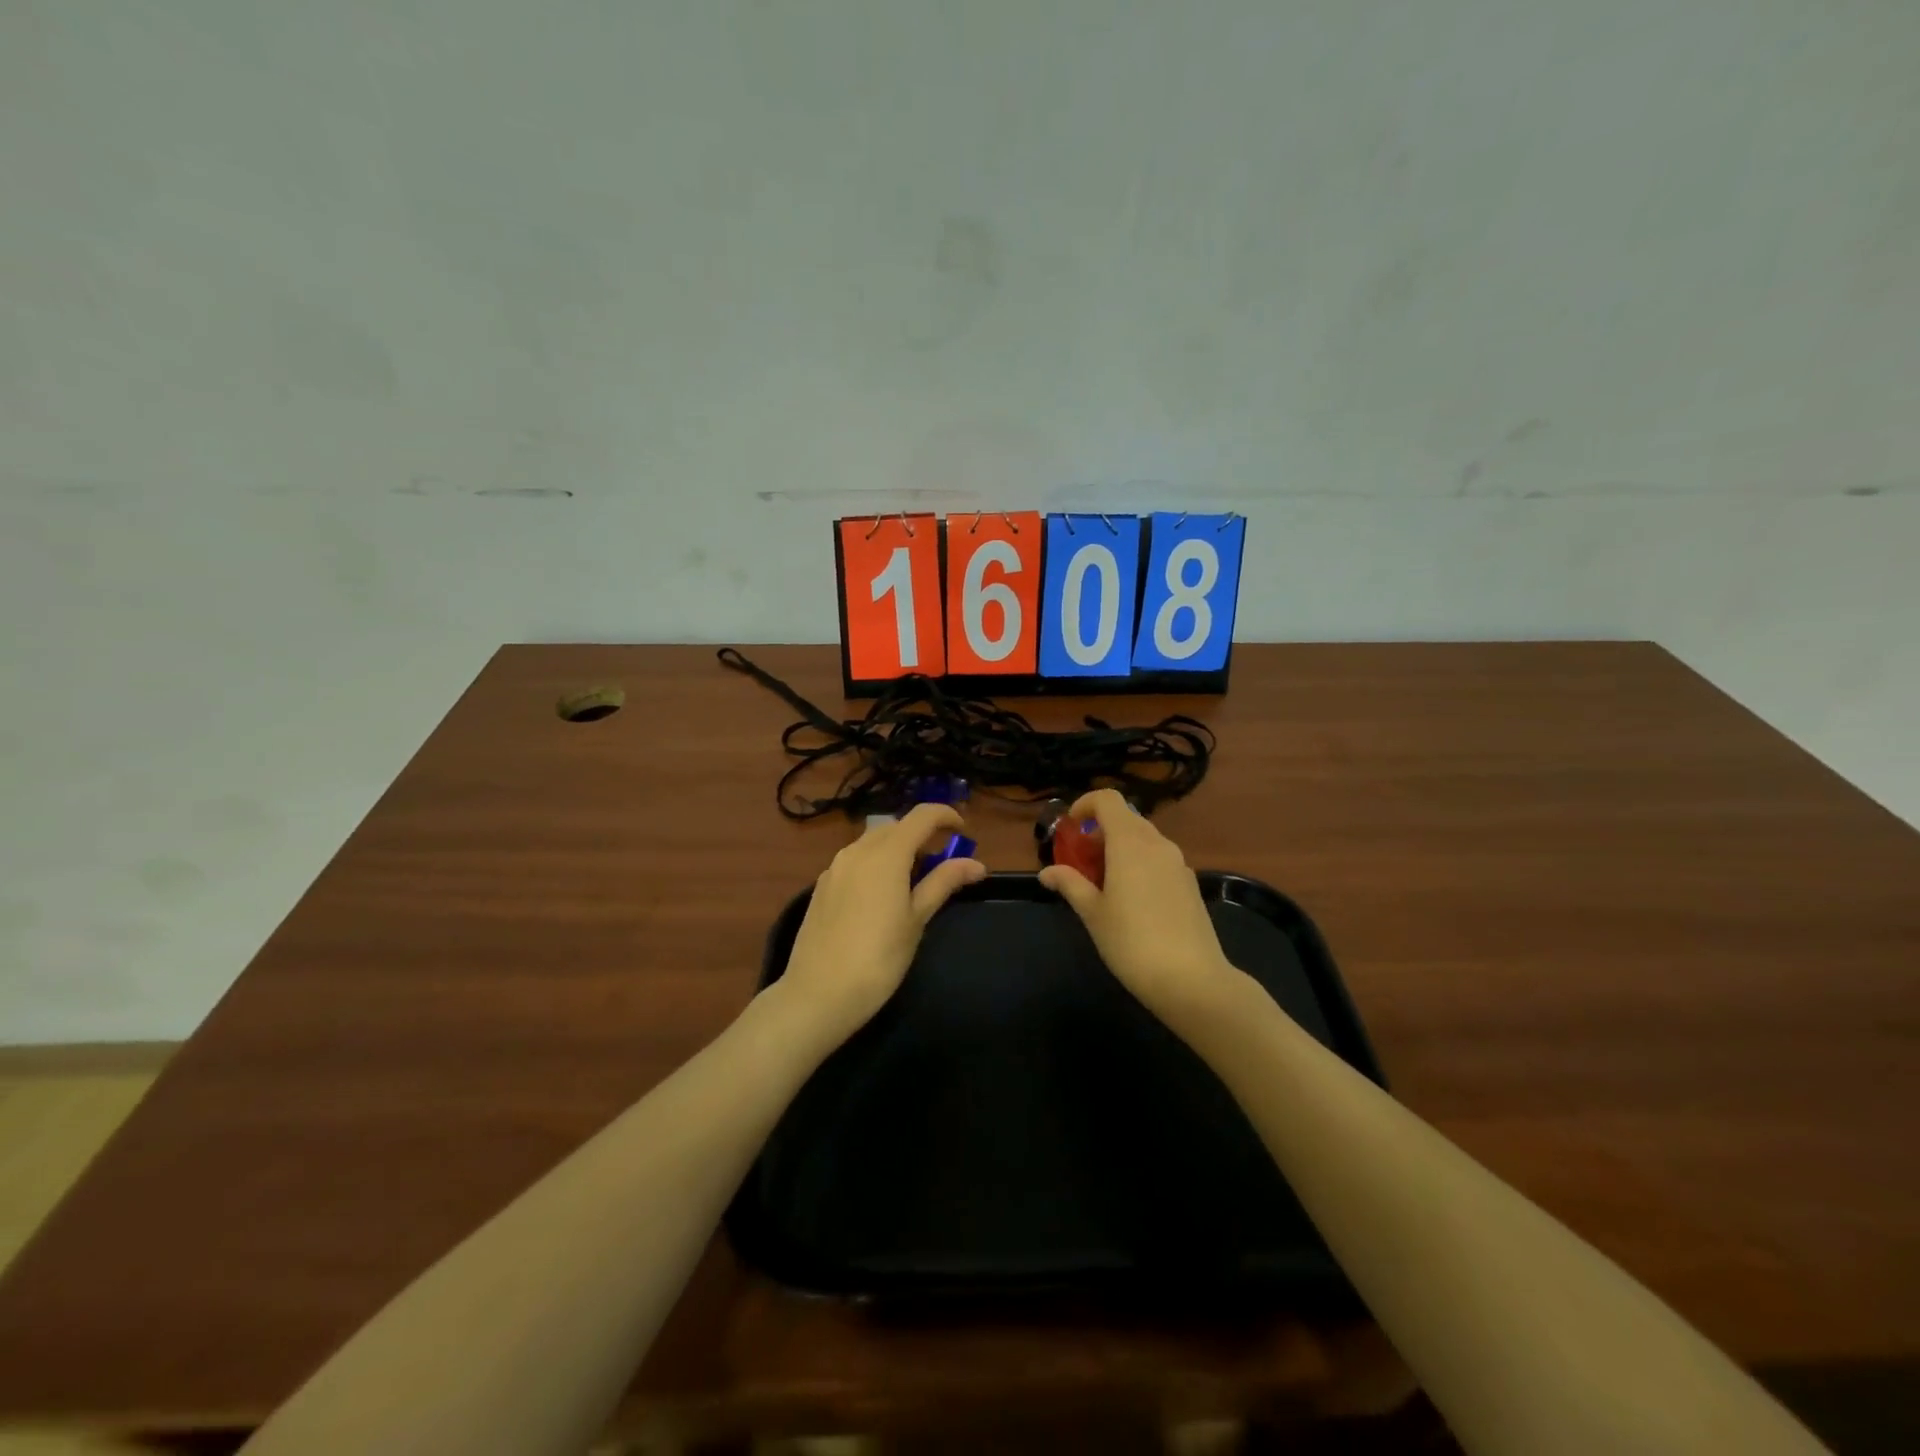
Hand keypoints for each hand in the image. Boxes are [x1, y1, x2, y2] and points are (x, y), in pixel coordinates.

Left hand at [776, 803, 986, 1045]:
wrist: (818, 994)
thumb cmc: (879, 958)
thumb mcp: (917, 919)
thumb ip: (943, 882)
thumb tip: (976, 864)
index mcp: (886, 854)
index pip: (921, 816)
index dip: (946, 816)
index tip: (964, 832)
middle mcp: (857, 850)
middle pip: (895, 826)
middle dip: (921, 836)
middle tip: (941, 866)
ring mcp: (835, 868)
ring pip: (872, 843)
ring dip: (897, 850)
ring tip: (912, 884)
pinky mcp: (821, 886)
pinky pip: (855, 861)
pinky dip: (875, 865)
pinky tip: (880, 898)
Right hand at [1038, 789, 1239, 1024]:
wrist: (1191, 979)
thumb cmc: (1132, 941)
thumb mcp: (1092, 913)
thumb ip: (1069, 884)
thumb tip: (1046, 872)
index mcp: (1130, 842)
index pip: (1108, 800)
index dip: (1085, 804)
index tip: (1070, 827)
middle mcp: (1157, 844)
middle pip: (1126, 818)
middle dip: (1100, 831)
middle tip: (1082, 861)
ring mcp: (1178, 864)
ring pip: (1144, 839)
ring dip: (1120, 848)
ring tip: (1103, 883)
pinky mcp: (1190, 884)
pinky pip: (1159, 859)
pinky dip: (1140, 864)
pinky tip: (1132, 900)